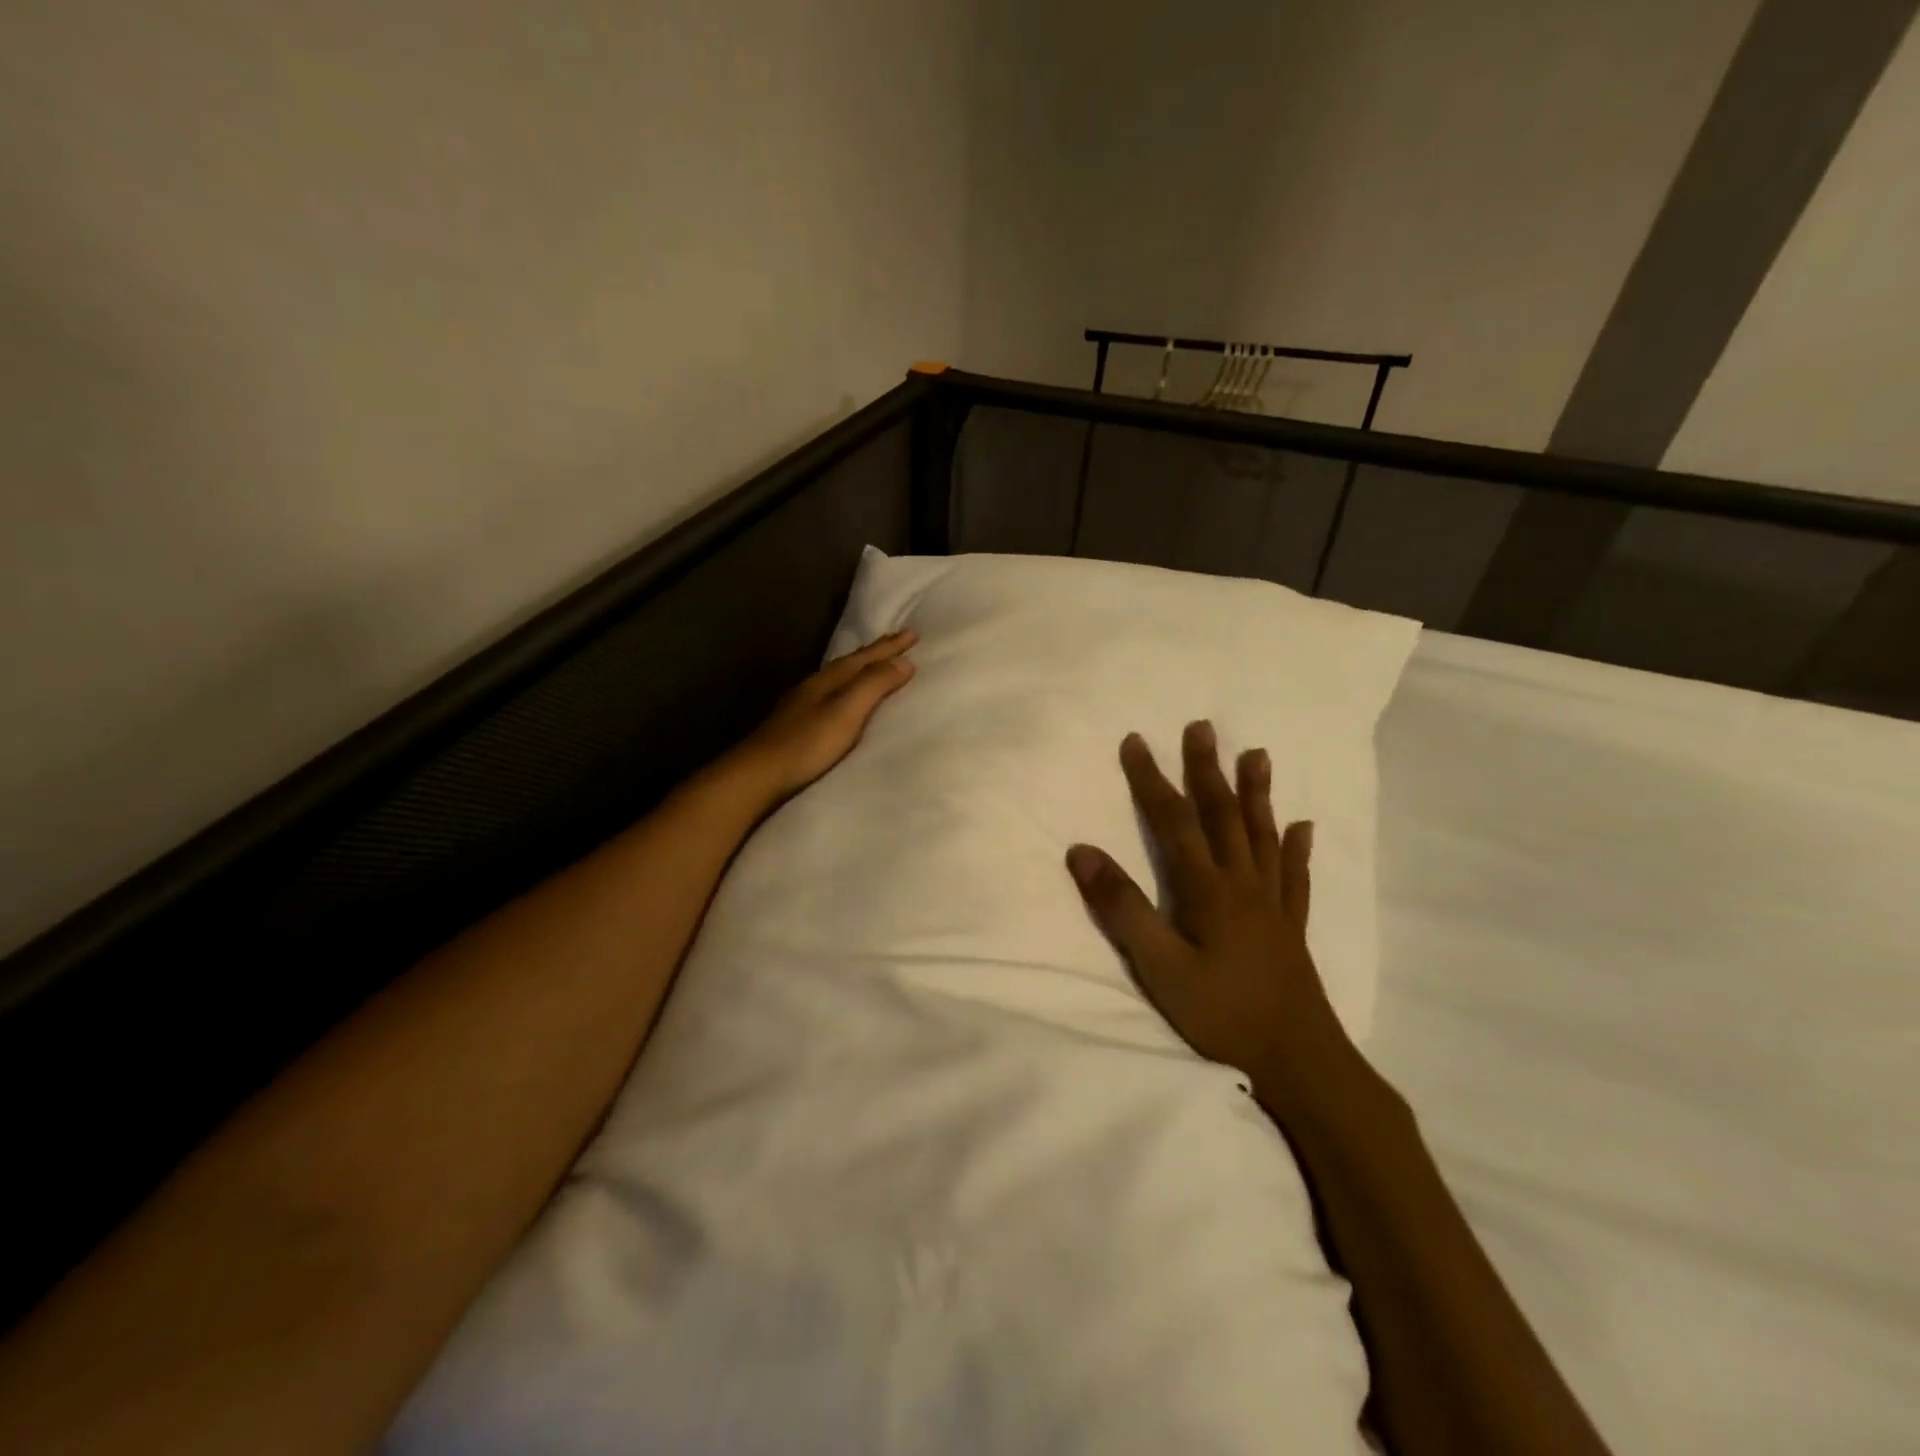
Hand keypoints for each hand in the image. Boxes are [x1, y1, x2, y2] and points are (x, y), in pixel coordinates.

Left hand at [726, 629, 916, 801]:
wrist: (758, 775)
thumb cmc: (807, 744)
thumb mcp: (846, 712)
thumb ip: (874, 685)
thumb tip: (905, 661)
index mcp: (828, 680)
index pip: (865, 658)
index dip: (890, 647)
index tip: (913, 634)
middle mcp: (814, 686)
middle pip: (850, 663)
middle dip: (876, 652)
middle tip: (898, 640)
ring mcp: (802, 705)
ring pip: (839, 678)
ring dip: (861, 669)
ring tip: (876, 665)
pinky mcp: (797, 725)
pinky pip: (831, 695)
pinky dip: (847, 689)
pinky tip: (843, 699)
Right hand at [1065, 721, 1359, 1119]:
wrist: (1298, 1062)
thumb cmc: (1222, 1014)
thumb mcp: (1158, 967)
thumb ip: (1122, 908)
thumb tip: (1081, 851)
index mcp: (1207, 889)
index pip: (1173, 821)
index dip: (1152, 779)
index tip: (1135, 741)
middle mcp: (1243, 884)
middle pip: (1222, 815)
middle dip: (1207, 769)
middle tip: (1202, 727)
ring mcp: (1272, 904)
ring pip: (1263, 835)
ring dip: (1256, 793)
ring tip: (1257, 754)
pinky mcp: (1291, 927)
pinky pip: (1295, 876)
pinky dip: (1297, 848)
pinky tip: (1303, 827)